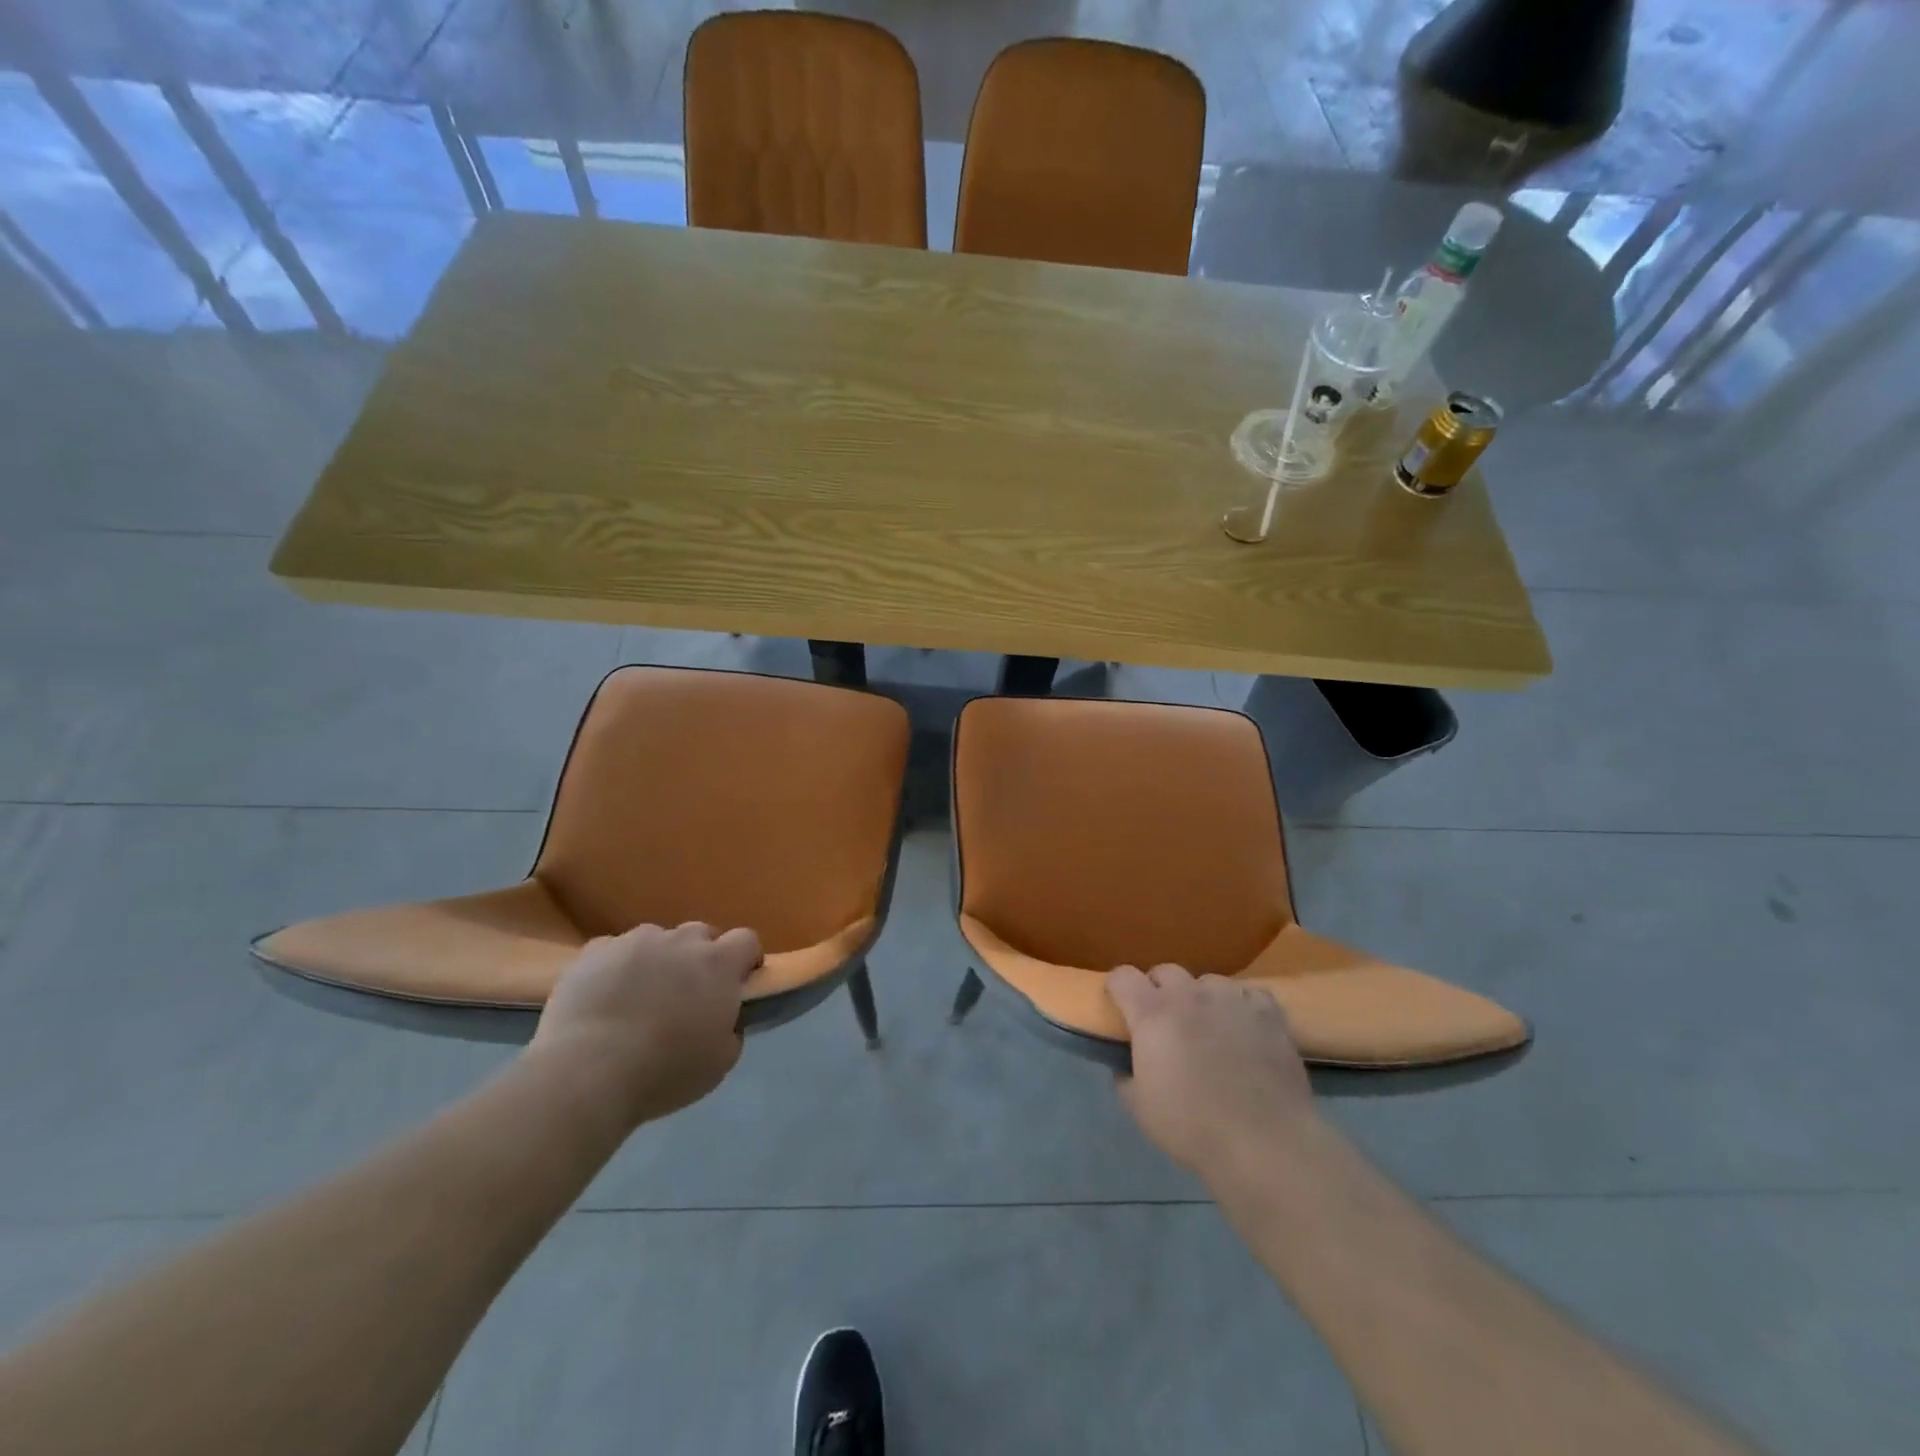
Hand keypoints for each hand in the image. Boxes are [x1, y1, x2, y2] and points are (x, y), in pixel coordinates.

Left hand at [528, 922, 760, 1130]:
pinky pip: (615, 950)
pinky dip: (617, 967)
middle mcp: (681, 941)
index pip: (746, 940)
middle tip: (688, 993)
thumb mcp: (720, 1062)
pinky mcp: (594, 951)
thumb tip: (726, 1018)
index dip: (745, 958)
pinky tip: (605, 997)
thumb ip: (732, 1029)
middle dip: (700, 957)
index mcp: (718, 964)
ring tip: (639, 996)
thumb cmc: (664, 1071)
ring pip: (656, 939)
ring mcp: (635, 941)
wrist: (587, 1072)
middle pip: (701, 934)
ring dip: (658, 960)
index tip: (739, 981)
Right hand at [1108, 964, 1315, 1180]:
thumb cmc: (1193, 1127)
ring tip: (1208, 1026)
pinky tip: (1244, 1029)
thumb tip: (1126, 1063)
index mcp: (1152, 1013)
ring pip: (1208, 981)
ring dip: (1200, 998)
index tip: (1119, 1007)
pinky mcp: (1267, 1012)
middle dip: (1158, 990)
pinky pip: (1248, 995)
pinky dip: (1241, 1007)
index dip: (1116, 988)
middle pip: (1165, 971)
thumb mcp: (1140, 1108)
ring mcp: (1231, 999)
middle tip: (1163, 1022)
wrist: (1264, 1144)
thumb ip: (1125, 1076)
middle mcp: (1189, 995)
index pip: (1122, 976)